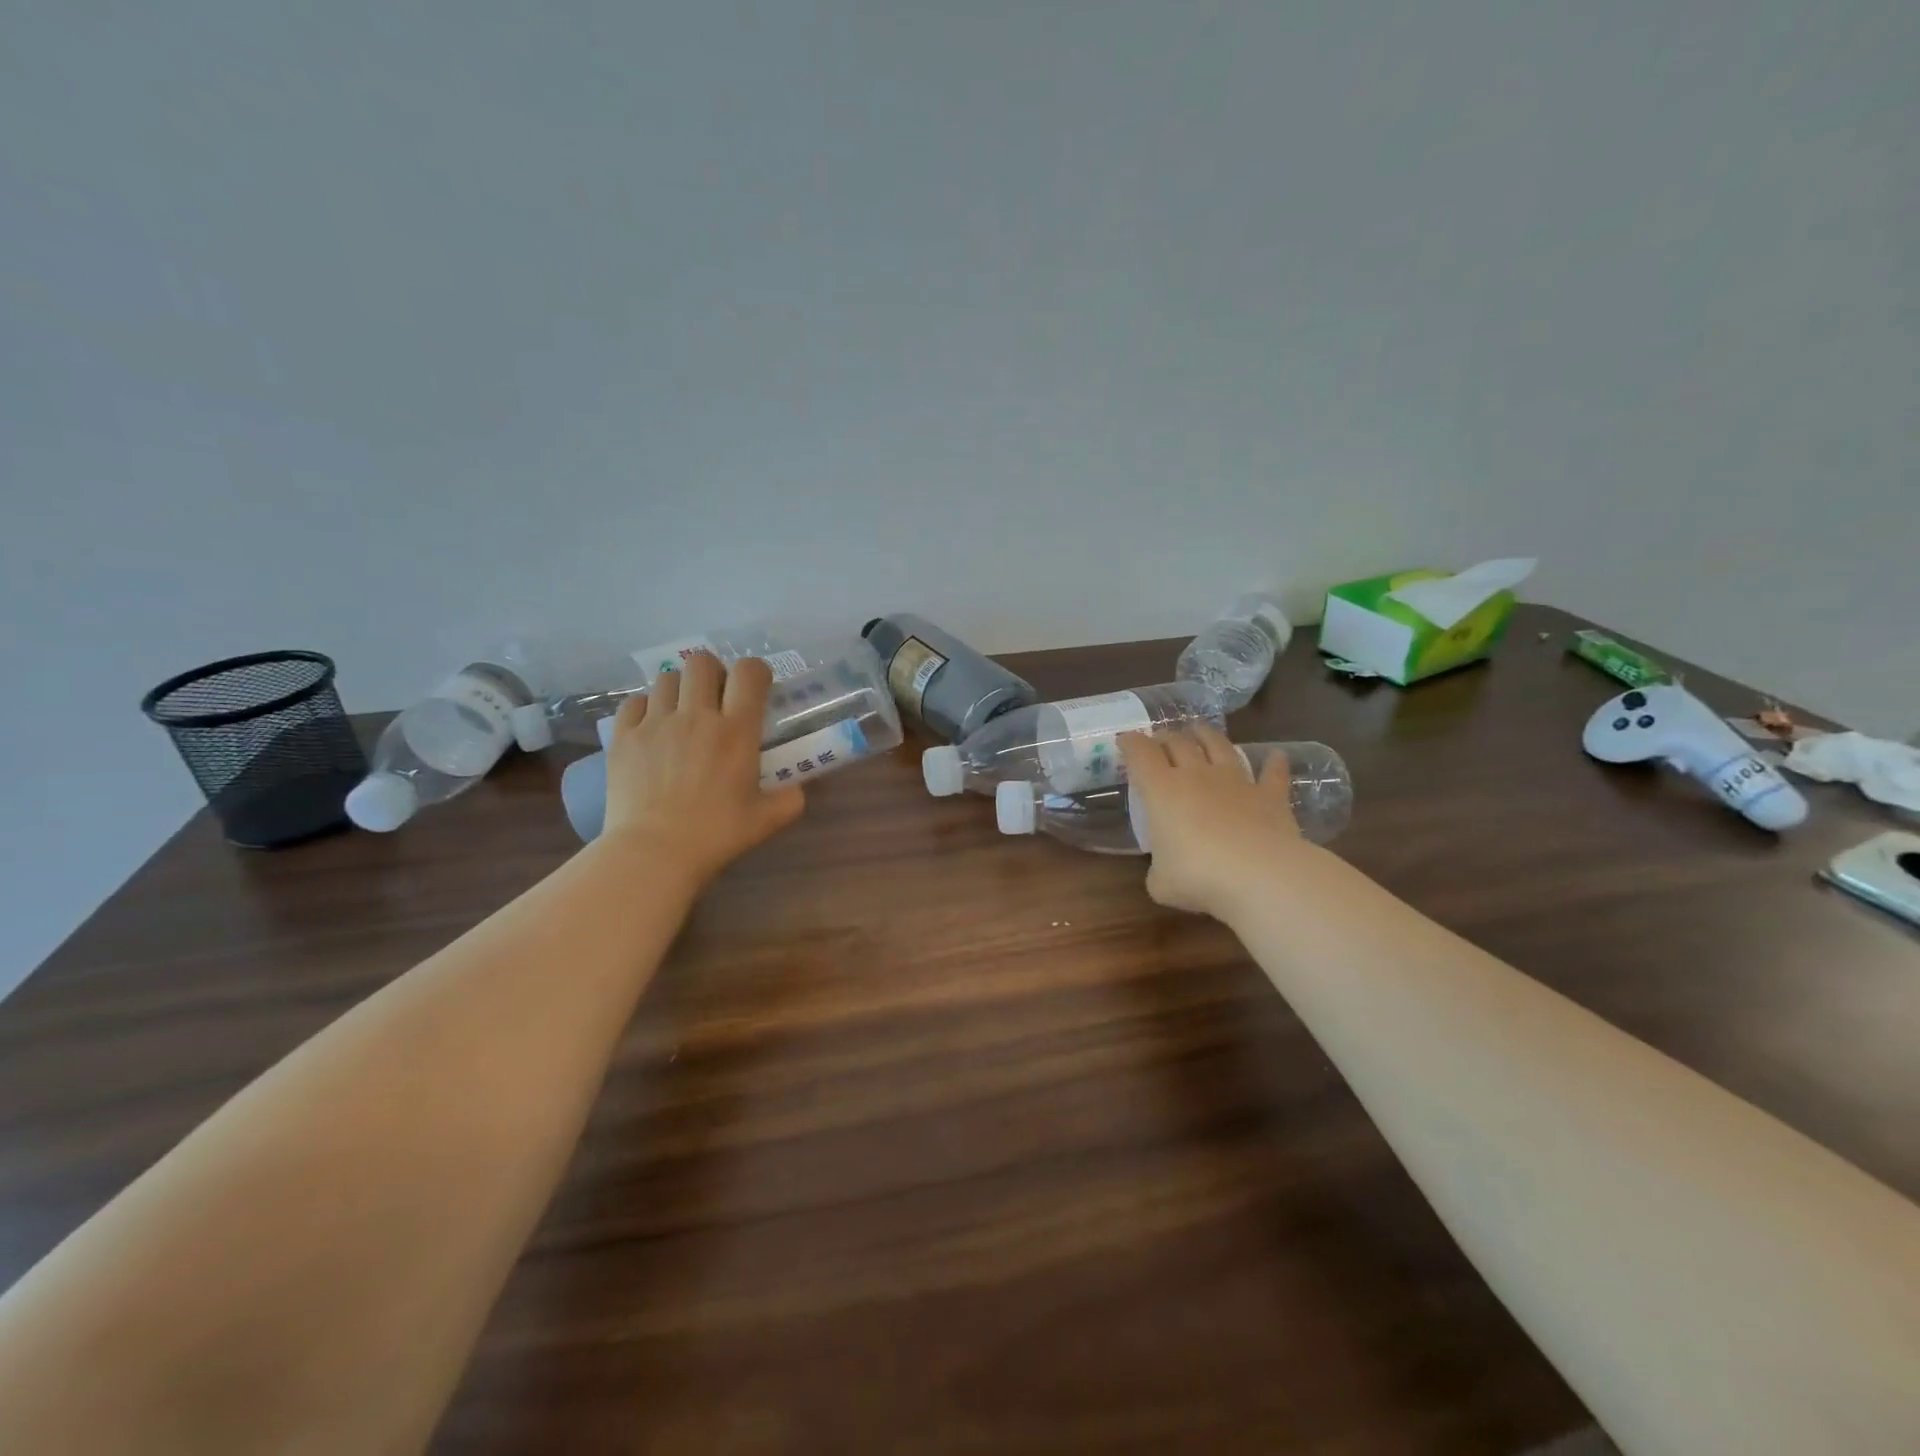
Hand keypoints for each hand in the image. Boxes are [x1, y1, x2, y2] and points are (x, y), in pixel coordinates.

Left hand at [600, 653, 804, 889]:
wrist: (653, 852)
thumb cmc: (716, 835)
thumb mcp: (767, 820)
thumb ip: (790, 799)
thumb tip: (797, 788)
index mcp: (736, 731)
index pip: (748, 673)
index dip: (755, 671)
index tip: (756, 686)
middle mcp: (696, 716)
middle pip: (702, 662)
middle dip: (713, 672)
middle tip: (716, 696)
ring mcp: (655, 723)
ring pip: (667, 678)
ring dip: (680, 688)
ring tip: (681, 711)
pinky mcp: (623, 736)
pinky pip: (634, 702)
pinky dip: (646, 707)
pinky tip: (651, 727)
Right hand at [1119, 725, 1306, 920]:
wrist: (1260, 875)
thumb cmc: (1198, 876)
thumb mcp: (1161, 882)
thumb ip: (1158, 870)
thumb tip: (1165, 871)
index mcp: (1161, 790)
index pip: (1140, 754)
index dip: (1130, 743)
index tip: (1124, 739)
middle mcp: (1196, 775)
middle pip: (1178, 743)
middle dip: (1165, 737)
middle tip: (1159, 740)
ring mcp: (1236, 781)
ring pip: (1219, 747)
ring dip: (1208, 735)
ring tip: (1201, 730)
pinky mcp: (1270, 796)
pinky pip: (1272, 773)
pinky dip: (1274, 763)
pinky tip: (1277, 756)